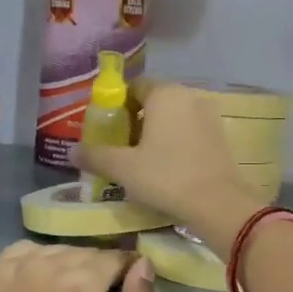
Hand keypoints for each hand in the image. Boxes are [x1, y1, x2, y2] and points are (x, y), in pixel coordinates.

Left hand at [0, 242, 154, 291]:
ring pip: (55, 250)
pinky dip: (35, 261)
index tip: (122, 291)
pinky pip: (23, 251)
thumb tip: (144, 266)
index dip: (124, 272)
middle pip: (85, 252)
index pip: (115, 258)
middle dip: (97, 270)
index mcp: (79, 285)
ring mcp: (12, 267)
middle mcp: (45, 265)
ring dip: (67, 264)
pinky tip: (37, 286)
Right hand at [72, 83, 264, 256]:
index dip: (117, 106)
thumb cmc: (166, 177)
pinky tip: (168, 168)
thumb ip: (95, 155)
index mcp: (164, 94)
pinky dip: (176, 143)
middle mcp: (189, 96)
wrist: (217, 204)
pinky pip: (190, 132)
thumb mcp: (123, 168)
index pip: (134, 87)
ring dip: (157, 133)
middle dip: (136, 121)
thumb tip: (71, 151)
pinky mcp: (221, 137)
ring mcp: (209, 116)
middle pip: (154, 102)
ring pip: (174, 118)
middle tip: (122, 149)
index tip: (108, 131)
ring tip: (143, 161)